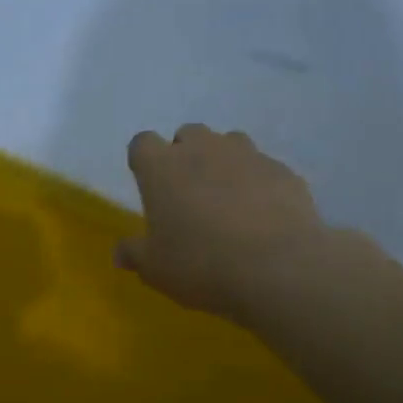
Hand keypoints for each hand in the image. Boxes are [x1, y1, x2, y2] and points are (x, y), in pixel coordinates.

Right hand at [115, 124, 325, 322]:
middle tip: (189, 194)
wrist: (278, 268)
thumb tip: (120, 253)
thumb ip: (135, 254)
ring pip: (229, 143)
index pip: (142, 143)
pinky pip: (263, 169)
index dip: (144, 161)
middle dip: (186, 155)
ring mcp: (247, 155)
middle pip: (188, 134)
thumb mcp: (156, 269)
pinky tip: (264, 216)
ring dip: (224, 163)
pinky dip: (259, 184)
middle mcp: (203, 149)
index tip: (149, 185)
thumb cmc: (201, 264)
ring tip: (229, 200)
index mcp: (162, 167)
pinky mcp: (282, 171)